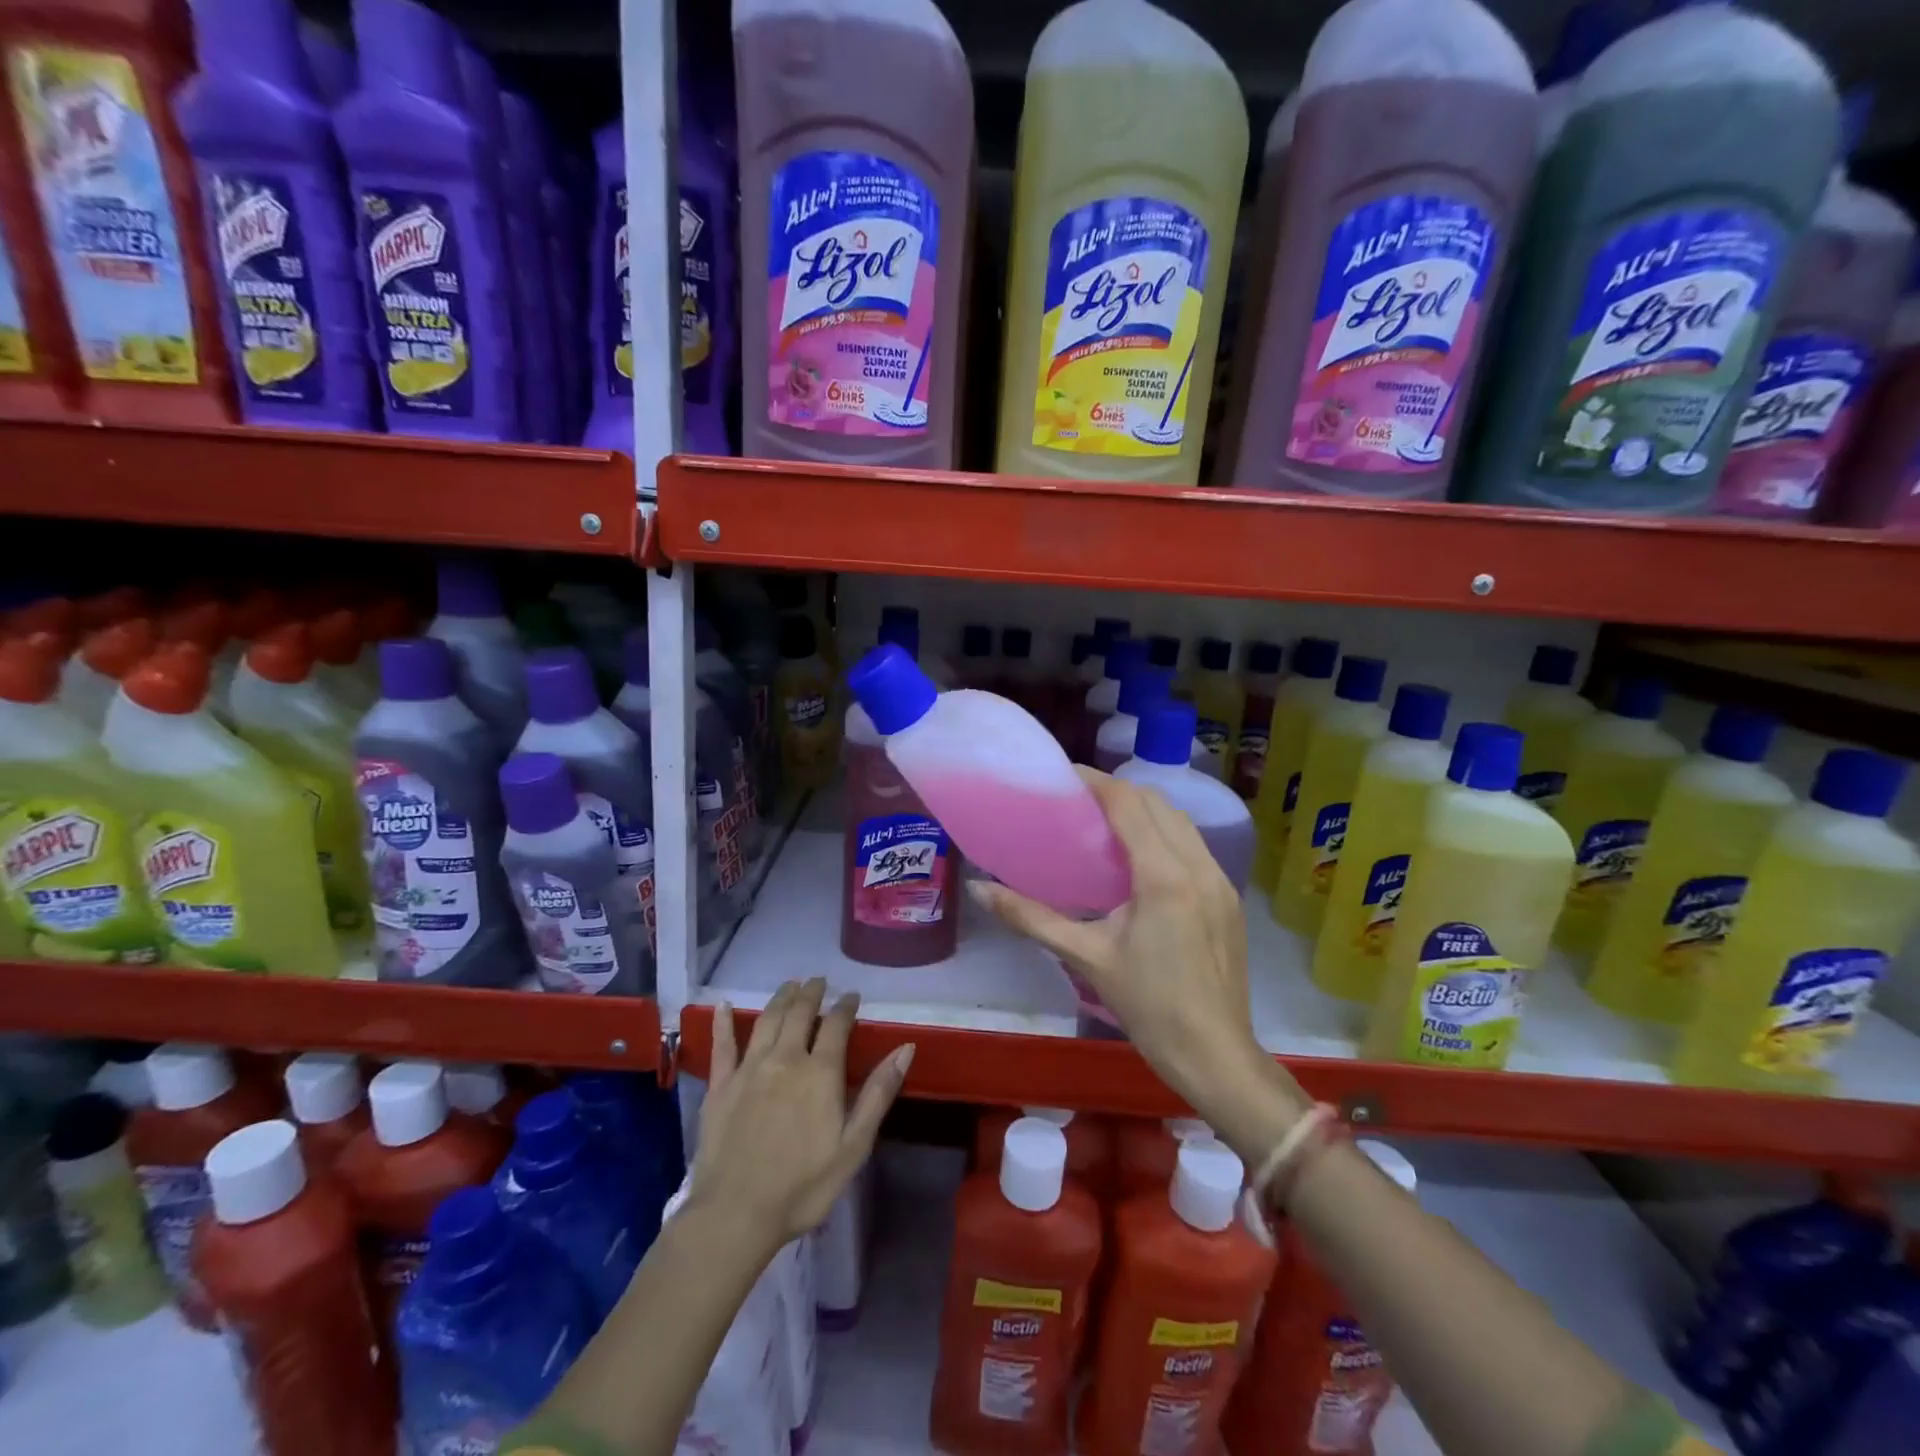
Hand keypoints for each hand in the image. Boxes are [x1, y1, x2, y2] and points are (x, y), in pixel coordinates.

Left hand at [690, 978, 912, 1255]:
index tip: (852, 996)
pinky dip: (722, 1023)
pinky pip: (722, 1045)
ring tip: (790, 985)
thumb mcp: (854, 1146)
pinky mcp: (720, 1085)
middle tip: (818, 981)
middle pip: (799, 1013)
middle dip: (812, 992)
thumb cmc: (803, 1186)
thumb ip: (879, 1093)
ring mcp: (749, 1069)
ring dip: (780, 998)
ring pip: (766, 1020)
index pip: (836, 1025)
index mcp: (820, 1072)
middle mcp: (784, 1058)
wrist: (736, 1215)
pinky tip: (722, 1006)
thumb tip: (906, 1048)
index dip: (846, 1006)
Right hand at [970, 769, 1307, 1154]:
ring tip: (1105, 821)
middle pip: (1158, 804)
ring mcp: (1220, 880)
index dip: (1096, 782)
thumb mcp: (1086, 957)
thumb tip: (979, 889)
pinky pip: (1194, 846)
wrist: (1216, 1055)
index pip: (1129, 805)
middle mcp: (1198, 866)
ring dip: (1145, 810)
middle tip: (1078, 799)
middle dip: (1118, 791)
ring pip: (1181, 822)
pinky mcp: (1229, 897)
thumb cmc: (1148, 1006)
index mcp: (1163, 877)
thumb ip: (1031, 918)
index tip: (1064, 774)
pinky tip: (1140, 857)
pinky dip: (1165, 834)